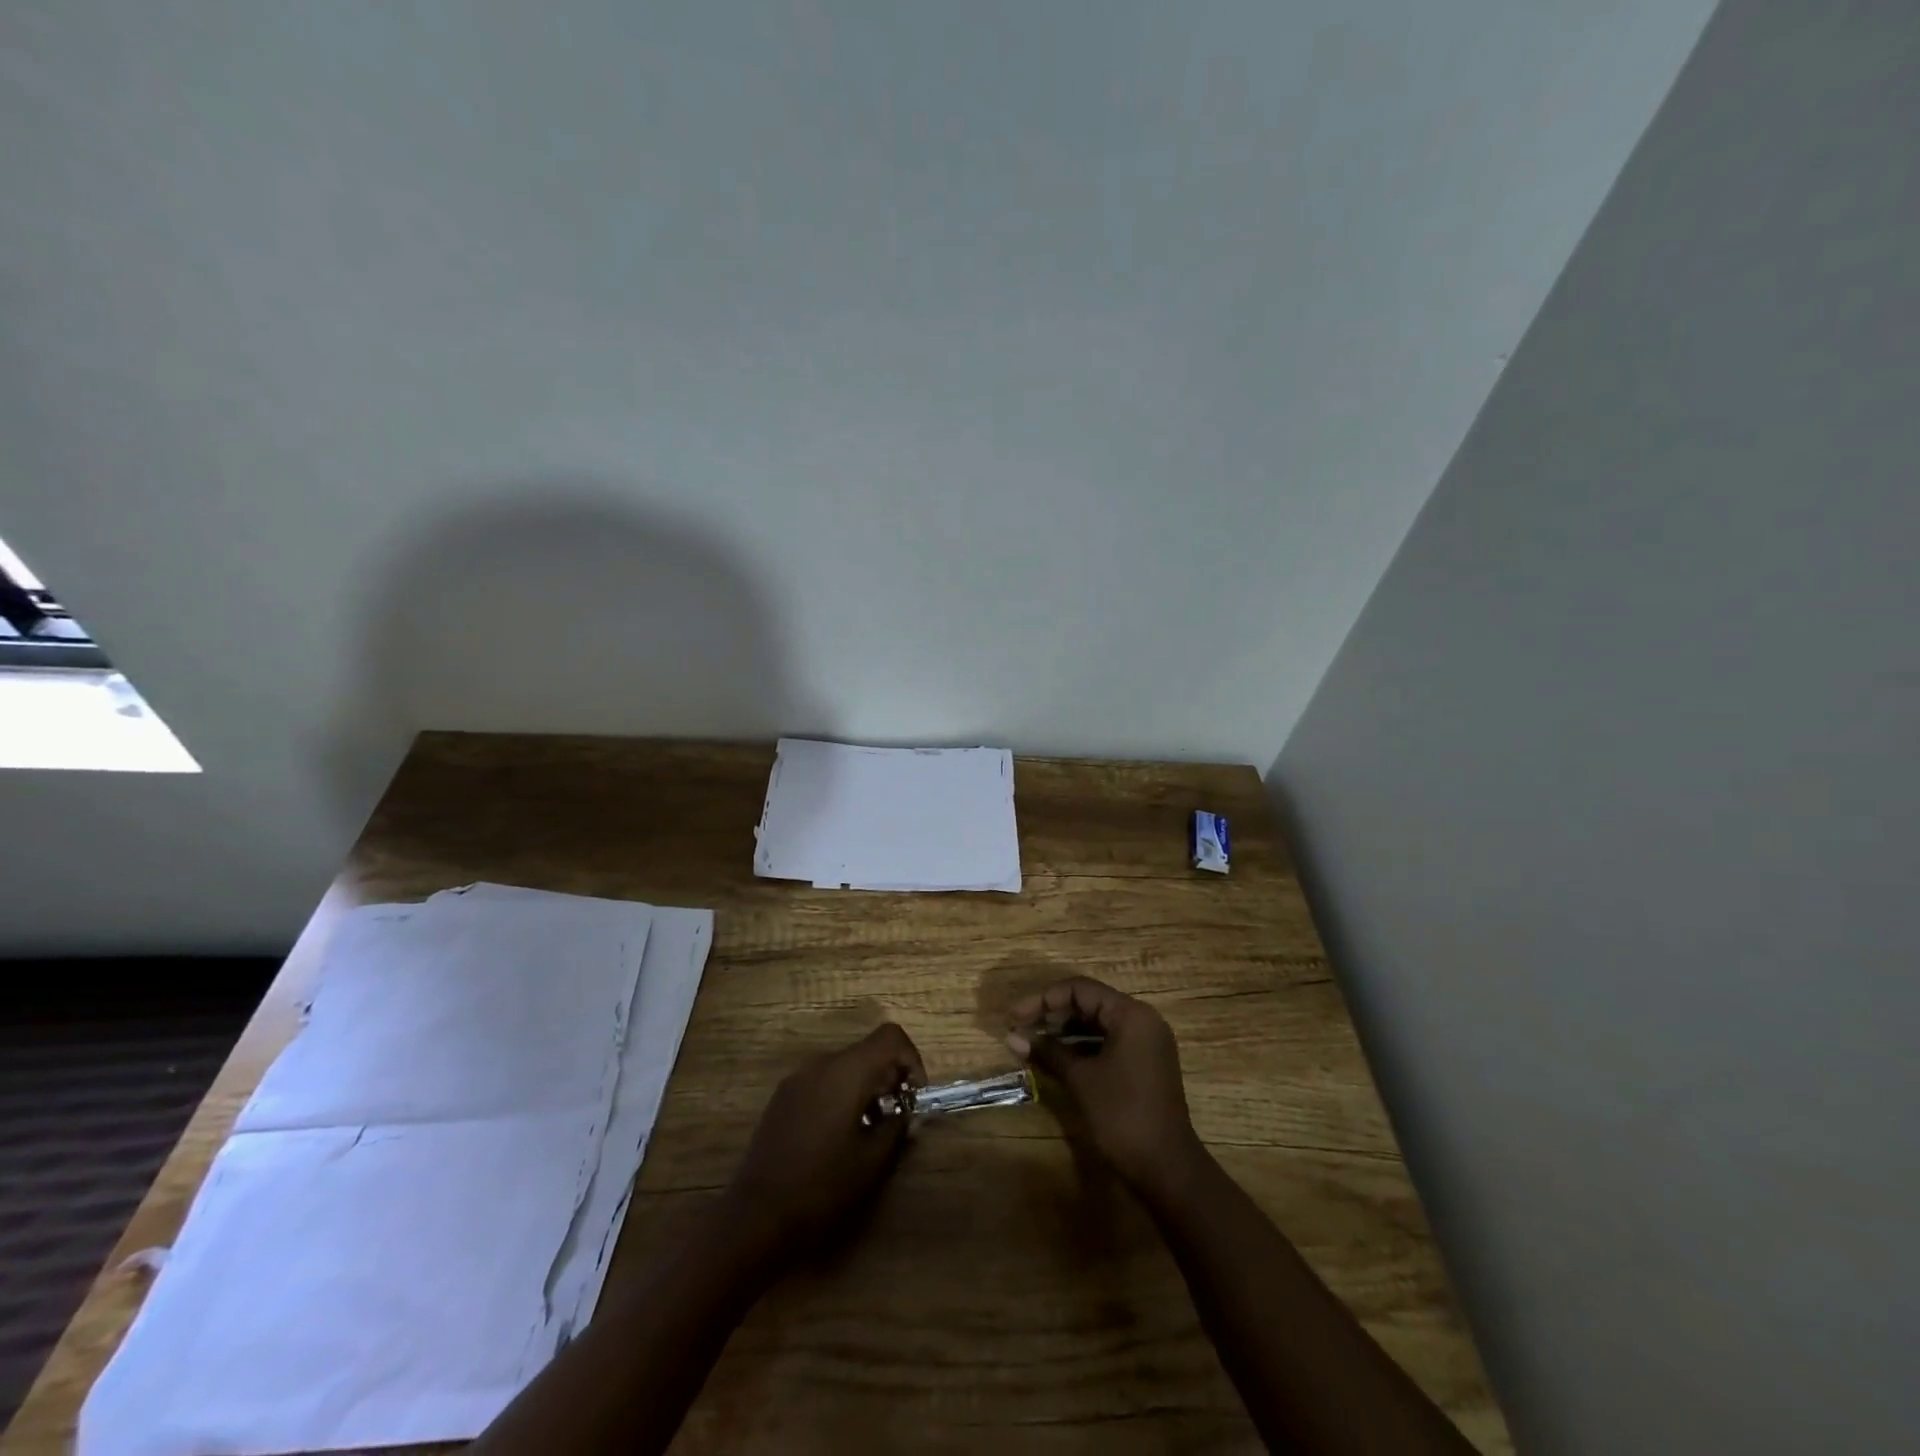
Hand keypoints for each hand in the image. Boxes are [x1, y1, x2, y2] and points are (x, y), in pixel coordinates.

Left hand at [722, 1022, 925, 1263]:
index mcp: (846, 1071)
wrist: (756, 1215)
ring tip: (870, 1129)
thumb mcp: (871, 1160)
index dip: (912, 1059)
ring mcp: (798, 1078)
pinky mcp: (783, 1096)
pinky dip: (842, 1094)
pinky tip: (839, 1134)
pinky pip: (823, 1080)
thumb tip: (905, 1111)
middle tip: (897, 1116)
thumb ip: (896, 1126)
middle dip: (890, 1077)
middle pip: (868, 1050)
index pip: (890, 1037)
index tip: (915, 1096)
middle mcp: (821, 1063)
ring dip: (866, 1087)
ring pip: (845, 1066)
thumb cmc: (821, 1186)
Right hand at [1007, 977, 1202, 1196]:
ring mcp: (1146, 1043)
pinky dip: (1082, 1047)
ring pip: (1098, 1023)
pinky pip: (1108, 1042)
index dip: (1043, 999)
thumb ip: (1047, 1051)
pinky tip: (1057, 1058)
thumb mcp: (1080, 1079)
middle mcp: (1142, 1020)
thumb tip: (1012, 1037)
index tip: (1015, 1018)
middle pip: (1089, 1003)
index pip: (1080, 989)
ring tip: (1033, 1043)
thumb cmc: (1122, 1114)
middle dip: (1052, 1014)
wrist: (1166, 1168)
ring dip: (1065, 1031)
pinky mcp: (1144, 1064)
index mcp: (1131, 1014)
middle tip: (1021, 1030)